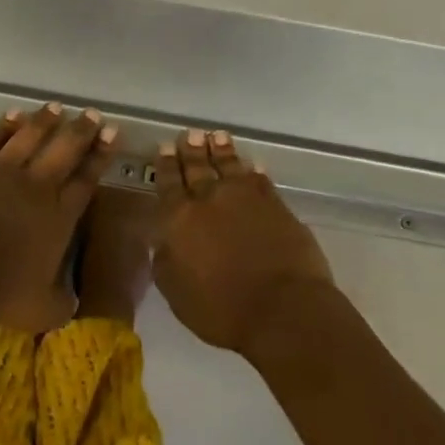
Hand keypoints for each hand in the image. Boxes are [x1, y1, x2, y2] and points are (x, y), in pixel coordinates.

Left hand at [0, 103, 117, 330]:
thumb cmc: (0, 285)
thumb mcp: (40, 311)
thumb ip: (60, 304)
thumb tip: (72, 304)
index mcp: (59, 217)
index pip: (86, 181)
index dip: (100, 158)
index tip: (113, 134)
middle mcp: (37, 185)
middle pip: (64, 151)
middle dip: (81, 131)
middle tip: (94, 114)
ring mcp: (5, 168)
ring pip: (31, 137)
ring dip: (45, 121)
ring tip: (57, 106)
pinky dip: (7, 125)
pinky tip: (15, 114)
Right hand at [152, 129, 334, 358]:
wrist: (283, 310)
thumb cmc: (222, 310)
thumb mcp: (177, 294)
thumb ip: (165, 262)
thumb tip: (162, 241)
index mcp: (180, 218)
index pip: (168, 183)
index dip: (166, 164)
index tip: (166, 147)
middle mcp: (209, 198)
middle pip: (198, 167)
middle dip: (192, 150)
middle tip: (190, 134)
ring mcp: (245, 198)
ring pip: (229, 165)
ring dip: (221, 150)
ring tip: (217, 136)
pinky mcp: (275, 204)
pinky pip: (260, 180)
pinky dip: (253, 171)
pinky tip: (252, 165)